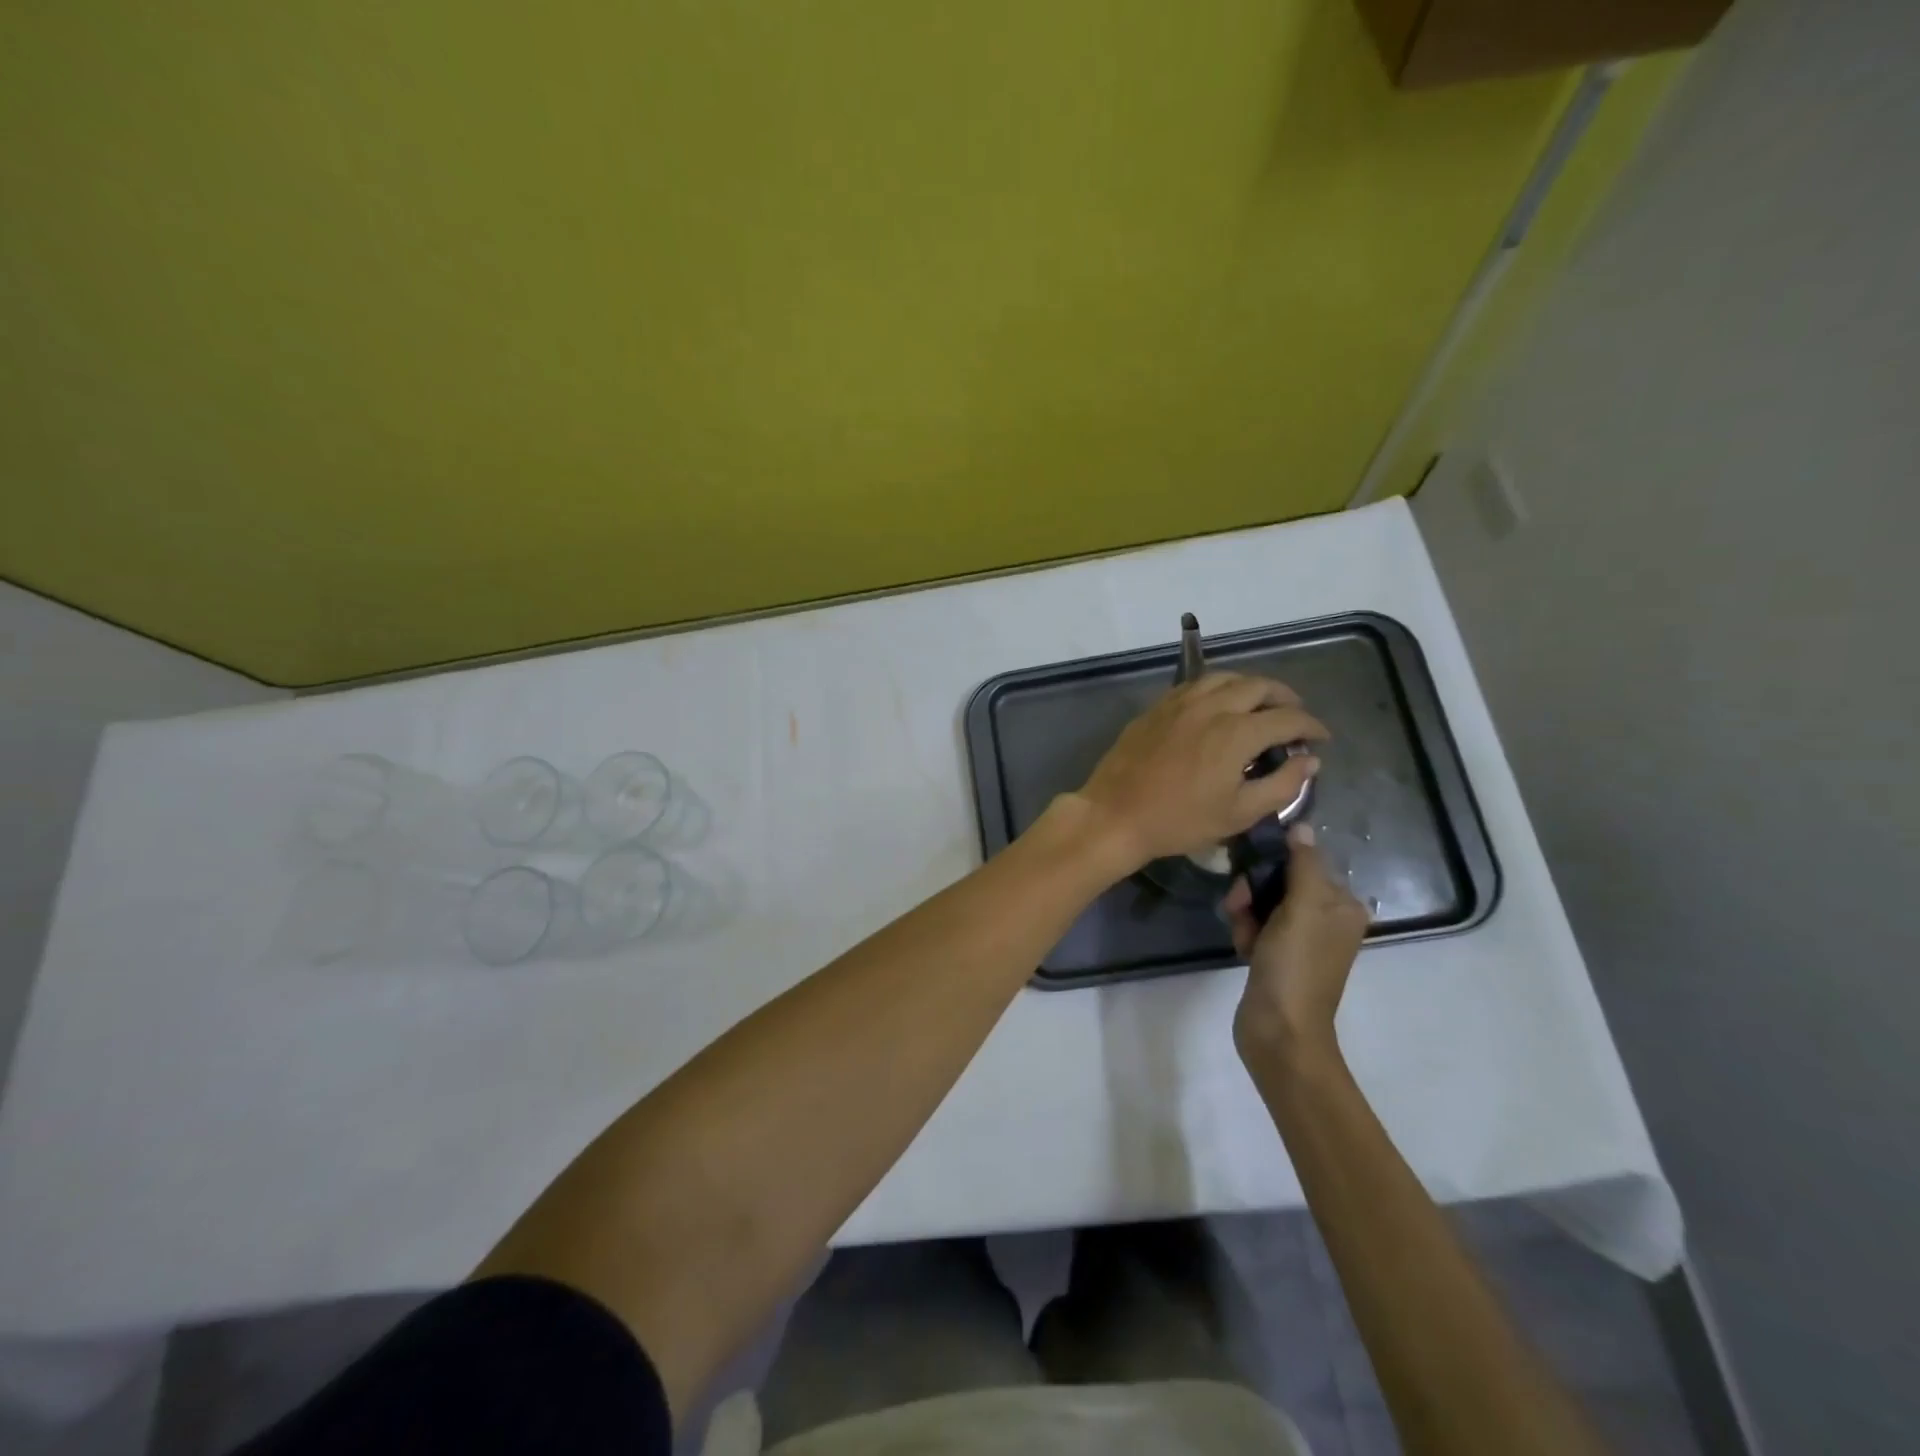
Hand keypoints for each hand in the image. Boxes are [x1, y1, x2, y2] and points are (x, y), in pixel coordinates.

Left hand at [1070, 672, 1326, 872]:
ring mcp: (1180, 702)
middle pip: (1259, 685)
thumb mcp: (1239, 813)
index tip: (1321, 738)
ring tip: (1261, 705)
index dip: (1311, 726)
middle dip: (1285, 698)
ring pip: (1225, 677)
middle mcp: (1211, 706)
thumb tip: (1310, 762)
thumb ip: (1282, 785)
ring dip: (1251, 686)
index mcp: (1236, 732)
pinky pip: (1196, 684)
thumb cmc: (1179, 820)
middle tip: (1294, 717)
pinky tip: (1220, 704)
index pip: (1287, 718)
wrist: (1115, 814)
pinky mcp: (1157, 707)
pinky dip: (1219, 687)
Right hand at [1224, 823, 1367, 1062]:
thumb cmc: (1296, 966)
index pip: (1303, 861)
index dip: (1273, 864)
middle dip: (1254, 891)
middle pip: (1280, 881)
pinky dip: (1245, 932)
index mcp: (1343, 905)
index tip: (1250, 876)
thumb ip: (1303, 864)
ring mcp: (1301, 939)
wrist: (1280, 1031)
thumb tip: (1301, 825)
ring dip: (1245, 913)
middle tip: (1240, 908)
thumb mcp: (1302, 908)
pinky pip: (1256, 926)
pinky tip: (1242, 948)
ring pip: (1262, 903)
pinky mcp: (1278, 956)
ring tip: (1242, 935)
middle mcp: (1326, 919)